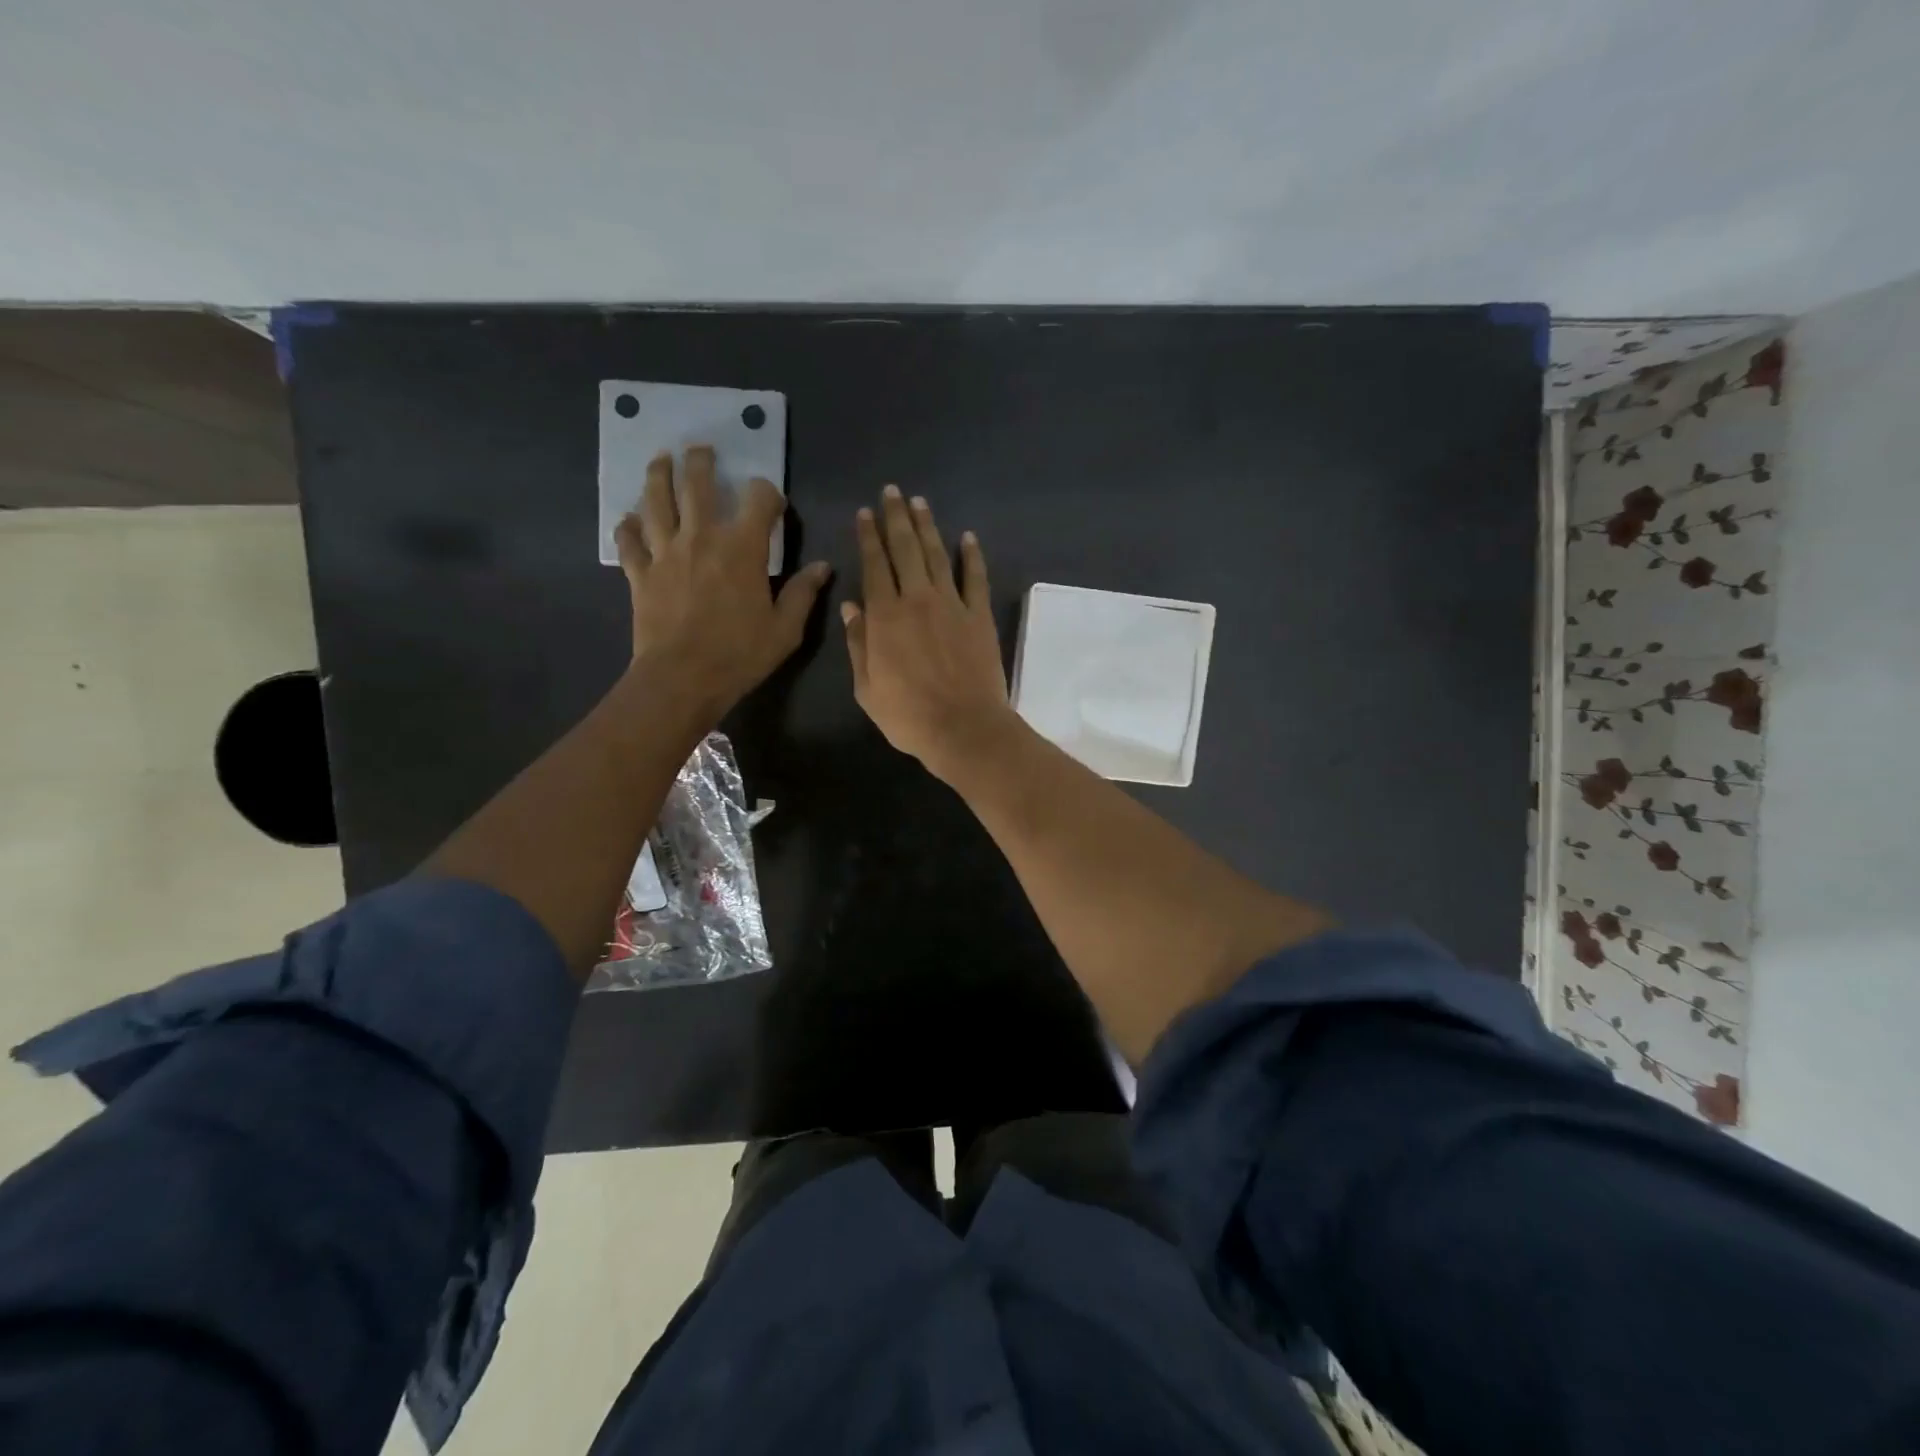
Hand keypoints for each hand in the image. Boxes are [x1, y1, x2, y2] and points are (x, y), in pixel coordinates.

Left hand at [616, 447, 830, 719]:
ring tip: (659, 459)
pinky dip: (627, 527)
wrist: (683, 678)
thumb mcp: (786, 629)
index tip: (771, 501)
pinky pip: (629, 541)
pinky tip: (628, 519)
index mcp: (743, 548)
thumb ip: (803, 593)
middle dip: (701, 462)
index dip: (767, 493)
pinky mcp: (640, 573)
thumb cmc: (740, 654)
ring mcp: (665, 553)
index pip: (758, 500)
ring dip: (657, 476)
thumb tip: (823, 566)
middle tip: (700, 449)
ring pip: (656, 502)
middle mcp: (701, 537)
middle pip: (697, 485)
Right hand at [842, 485, 1013, 780]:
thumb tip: (850, 606)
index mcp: (884, 616)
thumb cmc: (908, 715)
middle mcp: (917, 600)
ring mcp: (952, 604)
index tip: (865, 514)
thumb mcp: (867, 688)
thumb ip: (858, 644)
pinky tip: (967, 537)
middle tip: (891, 492)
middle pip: (904, 549)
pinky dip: (972, 555)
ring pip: (937, 555)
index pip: (874, 565)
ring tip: (919, 502)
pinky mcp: (980, 616)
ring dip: (927, 526)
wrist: (963, 728)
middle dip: (895, 518)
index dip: (868, 537)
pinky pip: (976, 578)